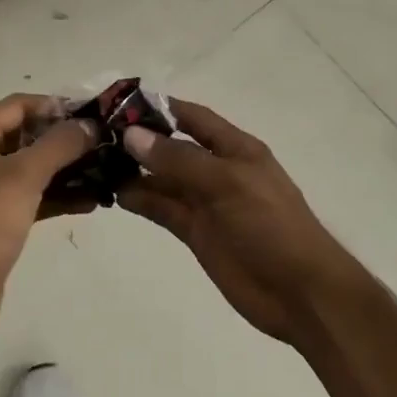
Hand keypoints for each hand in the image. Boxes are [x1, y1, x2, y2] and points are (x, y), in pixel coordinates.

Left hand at [0, 94, 96, 330]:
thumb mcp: (25, 176)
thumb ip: (60, 144)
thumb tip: (90, 125)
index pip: (18, 105)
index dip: (54, 105)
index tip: (90, 113)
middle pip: (26, 134)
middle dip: (64, 138)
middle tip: (102, 141)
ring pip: (32, 166)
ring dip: (66, 168)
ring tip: (104, 169)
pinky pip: (31, 194)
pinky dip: (57, 195)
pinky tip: (92, 200)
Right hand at [117, 100, 354, 343]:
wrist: (300, 293)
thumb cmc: (270, 225)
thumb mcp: (227, 183)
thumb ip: (179, 160)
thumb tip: (132, 135)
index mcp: (236, 148)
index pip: (193, 117)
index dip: (161, 108)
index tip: (120, 104)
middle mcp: (218, 170)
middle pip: (174, 147)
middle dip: (141, 140)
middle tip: (96, 137)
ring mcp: (206, 202)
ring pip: (164, 179)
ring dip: (135, 171)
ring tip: (96, 165)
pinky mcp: (196, 232)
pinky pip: (164, 208)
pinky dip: (142, 201)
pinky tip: (116, 195)